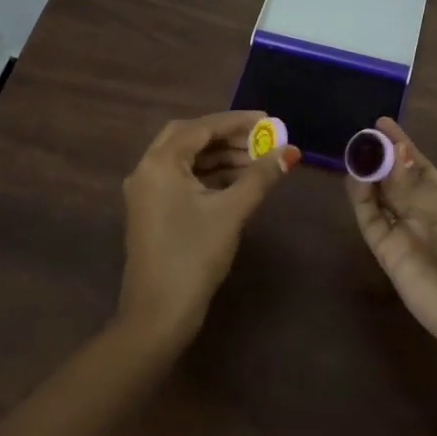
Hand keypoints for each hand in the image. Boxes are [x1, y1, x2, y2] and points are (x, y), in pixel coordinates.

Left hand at [118, 110, 298, 349]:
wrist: (158, 315)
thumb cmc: (194, 256)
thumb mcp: (231, 212)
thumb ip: (260, 177)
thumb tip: (290, 152)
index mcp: (160, 163)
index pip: (201, 127)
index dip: (237, 122)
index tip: (268, 120)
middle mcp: (147, 170)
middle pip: (190, 138)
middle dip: (227, 136)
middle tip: (260, 139)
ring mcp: (146, 192)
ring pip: (186, 159)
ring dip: (219, 156)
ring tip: (257, 161)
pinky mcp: (152, 210)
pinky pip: (182, 178)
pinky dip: (208, 174)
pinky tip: (237, 181)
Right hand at [346, 118, 436, 370]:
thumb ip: (414, 187)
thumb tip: (389, 154)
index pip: (419, 166)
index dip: (402, 146)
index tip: (381, 123)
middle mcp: (423, 213)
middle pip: (396, 179)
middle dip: (381, 157)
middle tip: (362, 135)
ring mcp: (403, 232)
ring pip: (379, 197)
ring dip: (368, 175)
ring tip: (355, 151)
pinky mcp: (386, 253)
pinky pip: (370, 221)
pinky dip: (360, 200)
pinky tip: (355, 178)